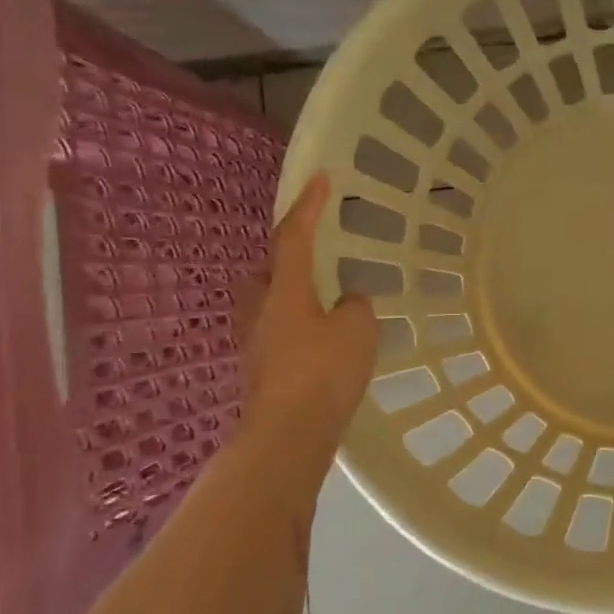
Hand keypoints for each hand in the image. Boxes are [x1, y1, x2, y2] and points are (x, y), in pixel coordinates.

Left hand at [238, 172, 376, 447]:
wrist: (287, 436)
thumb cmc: (323, 373)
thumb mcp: (358, 330)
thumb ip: (354, 307)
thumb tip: (344, 304)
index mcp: (285, 290)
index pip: (295, 236)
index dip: (310, 205)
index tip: (321, 177)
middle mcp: (261, 309)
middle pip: (266, 269)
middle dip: (286, 254)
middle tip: (313, 252)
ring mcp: (255, 341)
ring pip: (269, 301)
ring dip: (290, 293)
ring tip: (322, 301)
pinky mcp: (260, 369)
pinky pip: (279, 330)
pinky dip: (297, 325)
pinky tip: (321, 342)